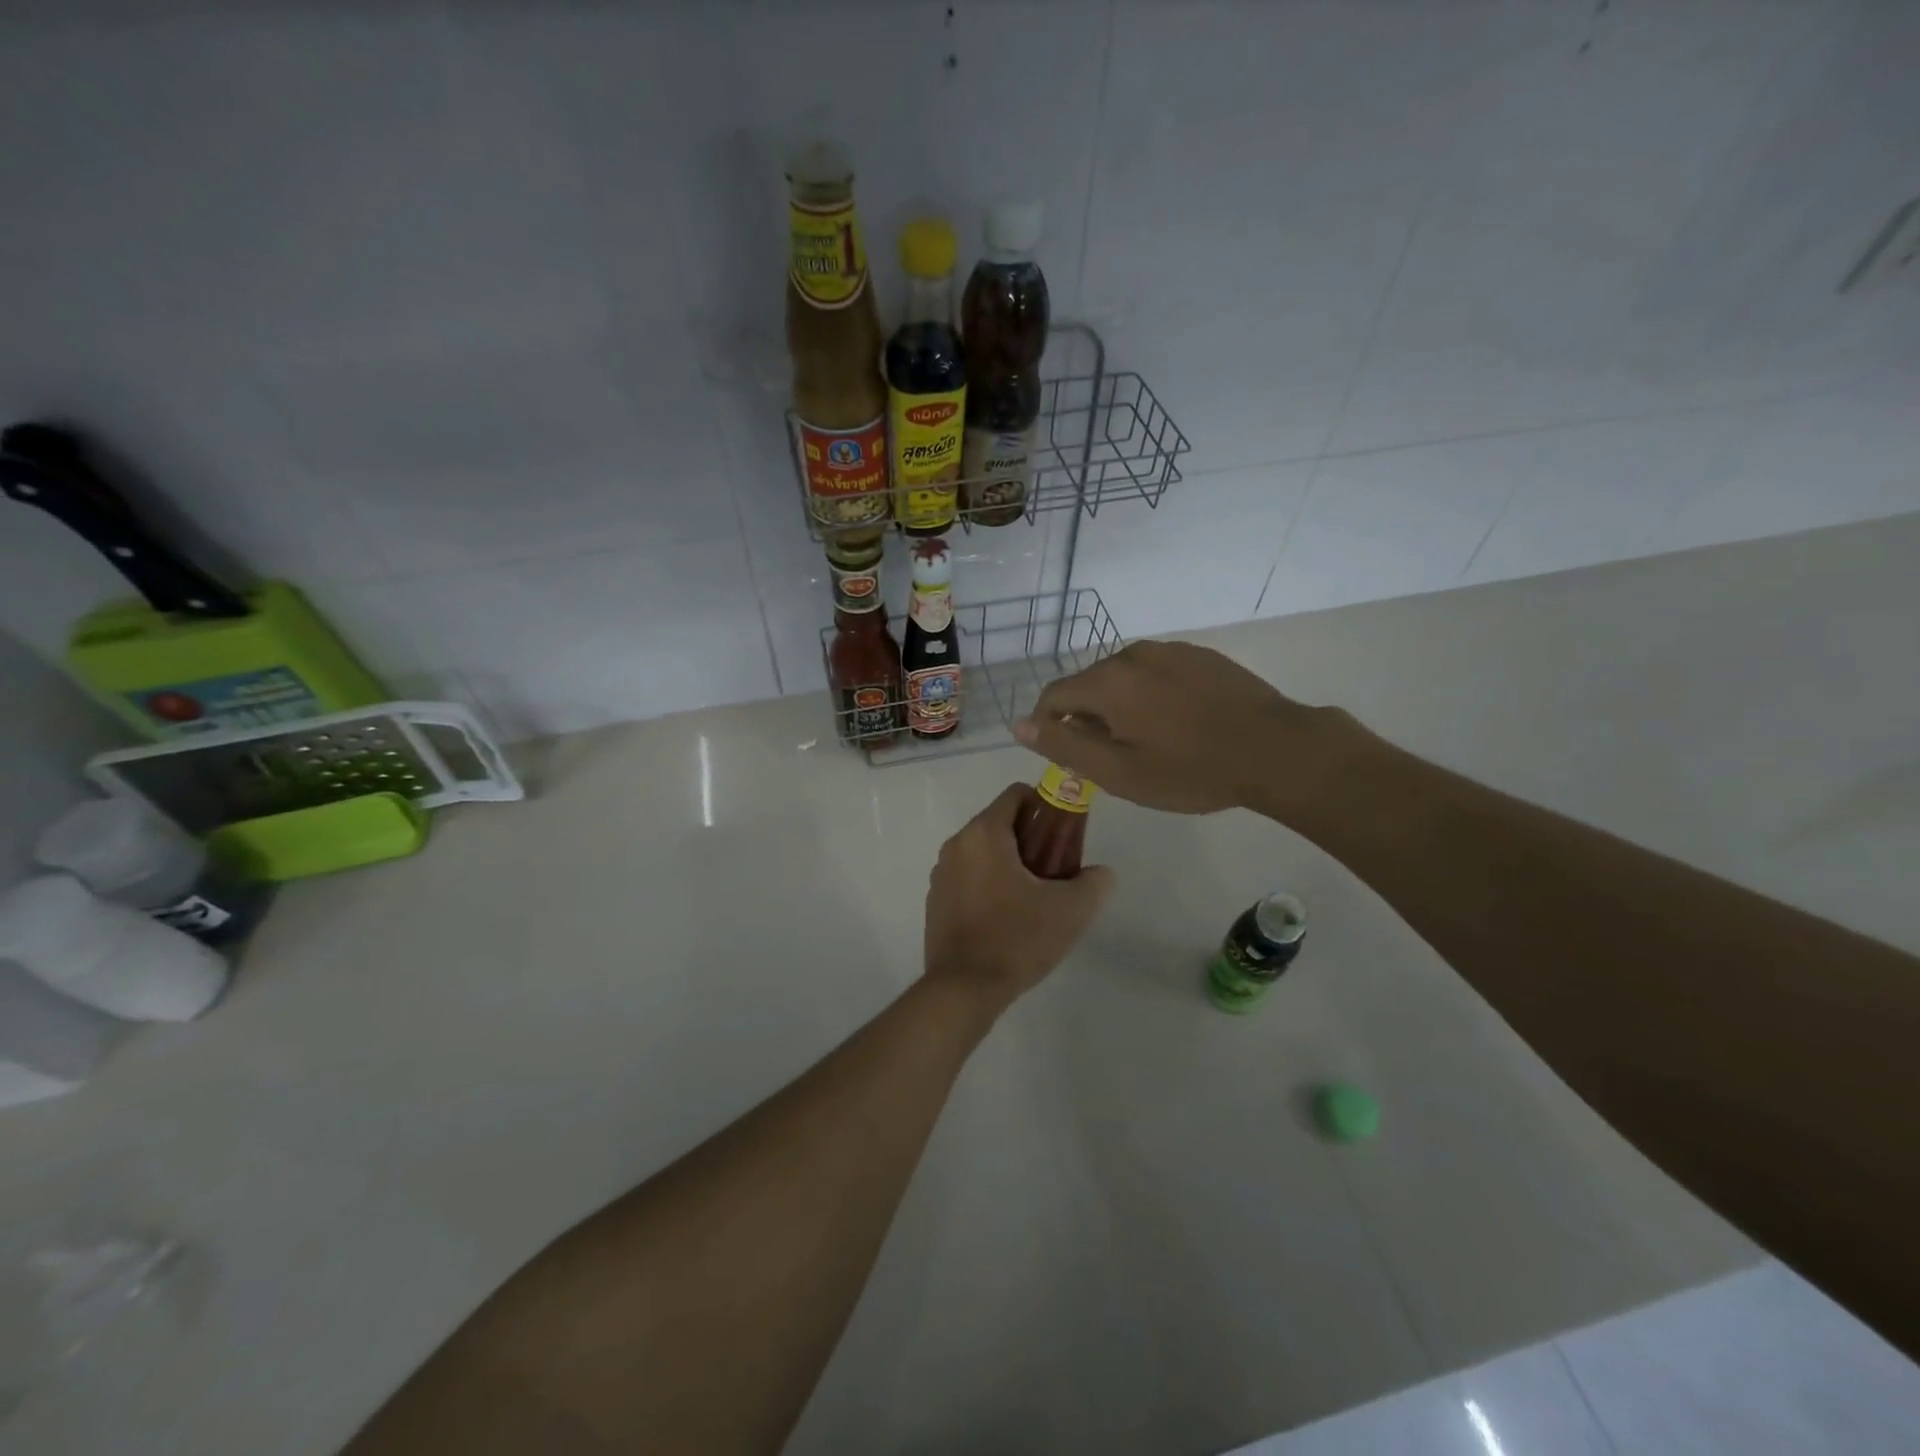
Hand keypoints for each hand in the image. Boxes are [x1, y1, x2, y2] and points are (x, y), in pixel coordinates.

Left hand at [923, 783, 1114, 1012]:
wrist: (964, 989)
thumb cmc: (1017, 938)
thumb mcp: (1071, 910)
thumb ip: (1094, 882)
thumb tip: (1100, 873)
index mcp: (984, 833)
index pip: (1017, 794)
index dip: (1046, 808)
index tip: (1064, 838)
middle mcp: (956, 844)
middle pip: (1001, 824)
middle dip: (1031, 841)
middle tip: (1055, 873)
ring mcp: (941, 873)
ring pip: (984, 852)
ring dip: (1010, 864)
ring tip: (1033, 900)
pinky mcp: (935, 901)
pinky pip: (968, 877)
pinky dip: (989, 885)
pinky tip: (1007, 919)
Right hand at [1013, 640, 1345, 817]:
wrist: (1277, 750)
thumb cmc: (1190, 770)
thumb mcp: (1119, 771)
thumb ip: (1064, 746)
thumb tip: (1020, 725)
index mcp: (1108, 681)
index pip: (1055, 696)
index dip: (1049, 727)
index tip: (1068, 758)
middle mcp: (1133, 654)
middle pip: (1090, 685)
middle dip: (1088, 719)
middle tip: (1113, 760)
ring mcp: (1171, 650)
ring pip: (1125, 679)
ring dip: (1122, 708)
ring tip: (1150, 744)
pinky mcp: (1201, 656)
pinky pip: (1158, 674)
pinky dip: (1153, 697)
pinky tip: (1180, 725)